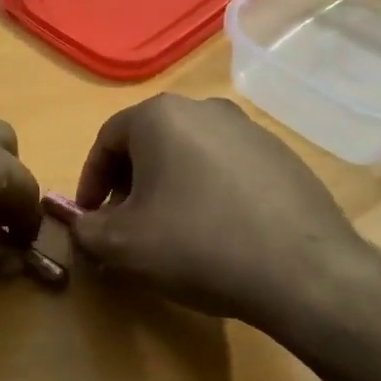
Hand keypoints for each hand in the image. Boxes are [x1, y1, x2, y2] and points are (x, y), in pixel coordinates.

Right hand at [51, 94, 369, 332]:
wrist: (304, 272)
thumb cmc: (197, 246)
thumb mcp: (122, 246)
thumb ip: (85, 228)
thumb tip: (77, 222)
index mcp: (160, 116)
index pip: (106, 140)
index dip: (91, 181)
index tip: (91, 217)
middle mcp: (204, 108)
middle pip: (149, 142)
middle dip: (130, 182)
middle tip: (127, 223)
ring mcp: (249, 129)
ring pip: (190, 153)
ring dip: (171, 185)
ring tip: (173, 230)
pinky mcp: (282, 156)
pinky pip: (228, 167)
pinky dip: (210, 191)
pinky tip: (219, 231)